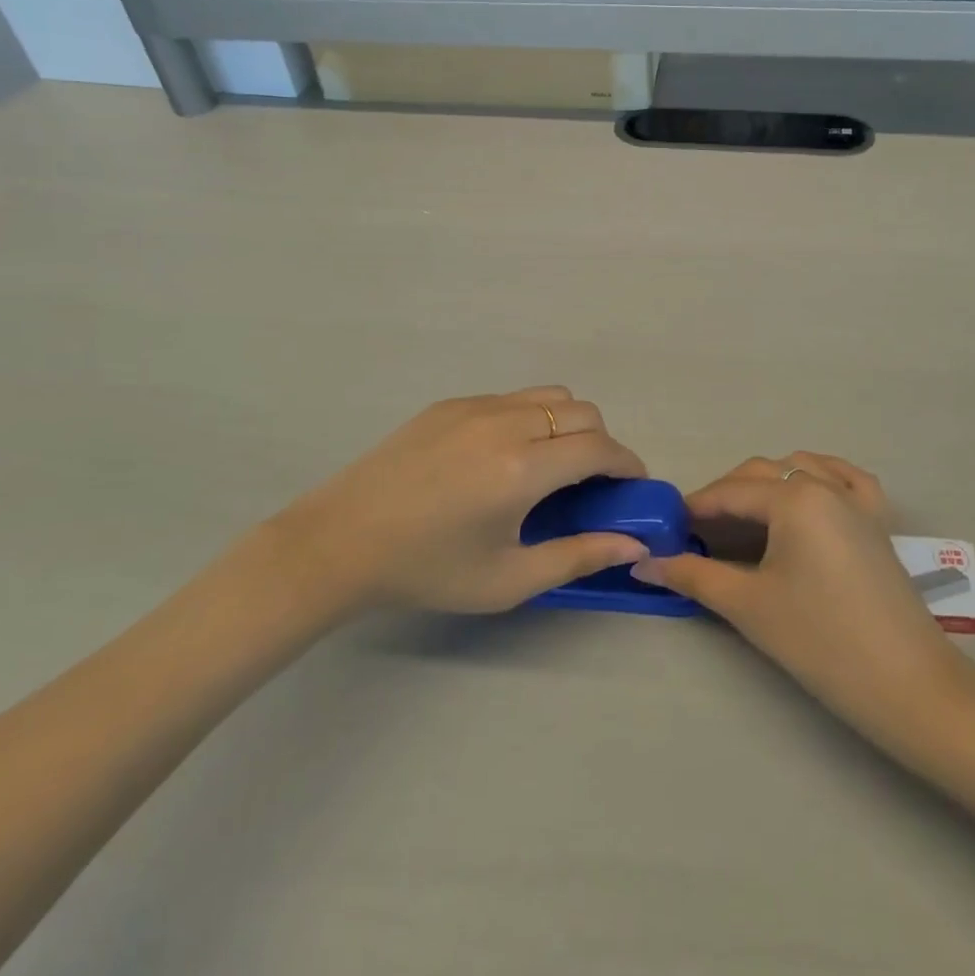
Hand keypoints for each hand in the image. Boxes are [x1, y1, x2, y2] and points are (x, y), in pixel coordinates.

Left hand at [267, 388, 649, 615]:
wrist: (340, 542)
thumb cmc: (428, 570)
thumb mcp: (509, 579)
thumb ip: (579, 556)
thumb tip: (634, 544)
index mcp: (523, 468)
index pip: (600, 448)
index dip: (627, 464)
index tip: (632, 486)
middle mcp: (506, 423)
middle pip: (582, 412)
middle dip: (601, 443)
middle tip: (589, 484)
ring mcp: (475, 406)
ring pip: (548, 396)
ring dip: (568, 424)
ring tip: (550, 466)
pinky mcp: (449, 404)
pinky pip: (511, 398)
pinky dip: (529, 418)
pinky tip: (503, 458)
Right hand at [633, 452, 959, 739]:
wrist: (907, 685)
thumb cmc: (820, 641)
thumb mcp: (748, 606)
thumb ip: (693, 575)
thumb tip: (643, 563)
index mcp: (793, 498)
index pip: (730, 492)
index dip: (695, 507)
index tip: (668, 527)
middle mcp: (825, 485)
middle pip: (761, 474)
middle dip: (725, 496)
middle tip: (698, 533)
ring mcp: (857, 501)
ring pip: (800, 469)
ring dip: (767, 483)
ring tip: (744, 518)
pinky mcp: (878, 521)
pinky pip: (845, 478)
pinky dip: (819, 475)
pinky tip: (807, 491)